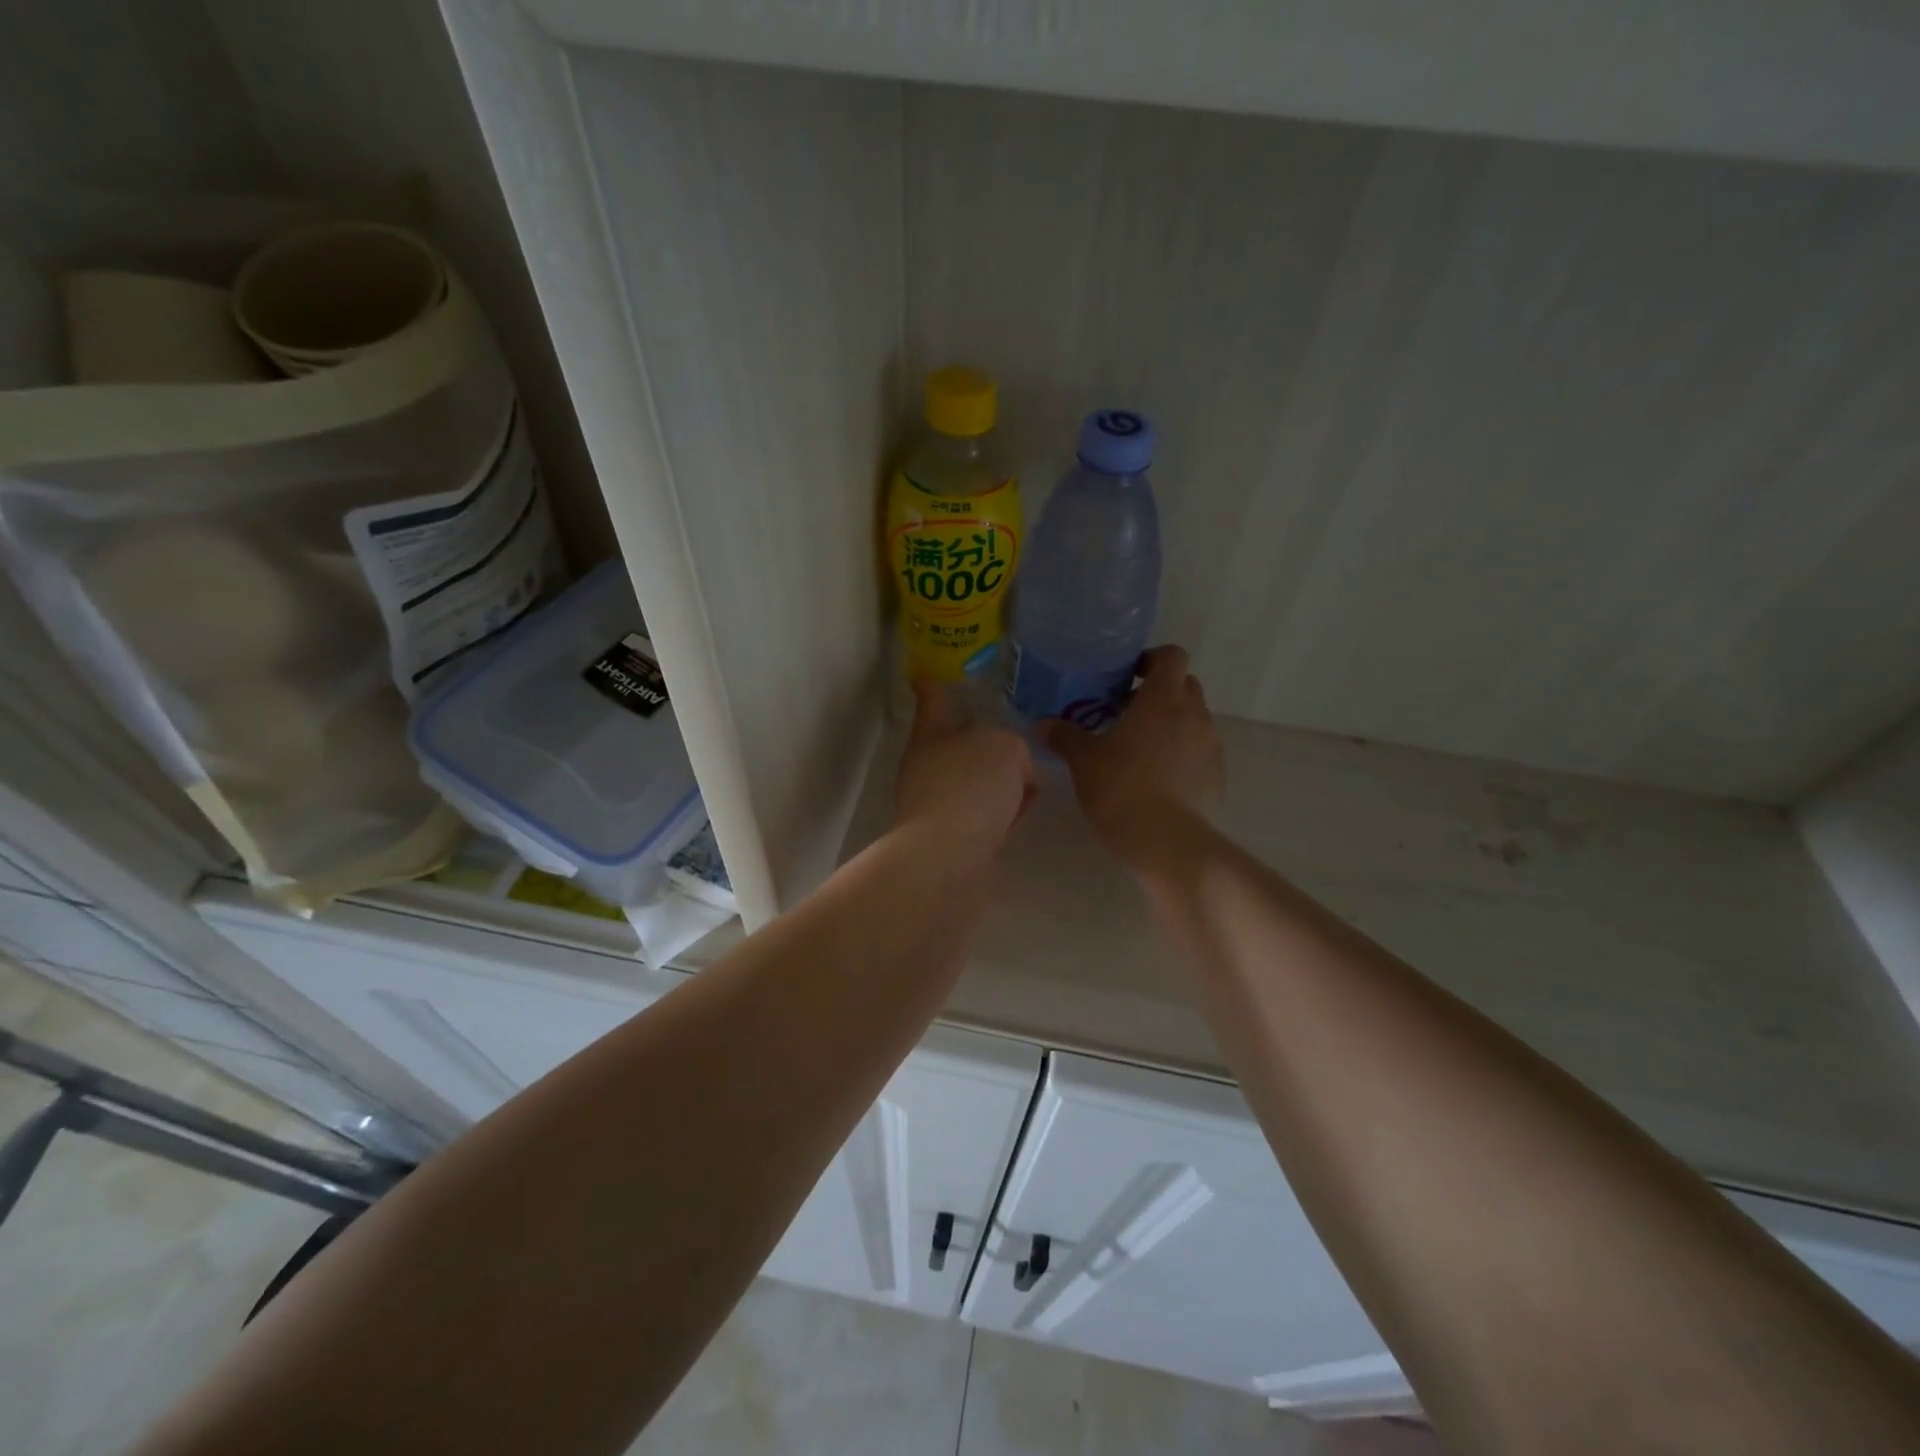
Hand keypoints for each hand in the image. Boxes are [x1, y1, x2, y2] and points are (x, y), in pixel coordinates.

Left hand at [894, 680, 1036, 857]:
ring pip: (973, 783)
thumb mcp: (1004, 747)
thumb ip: (1011, 748)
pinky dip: (1001, 812)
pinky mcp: (953, 837)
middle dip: (984, 745)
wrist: (948, 855)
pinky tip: (1022, 810)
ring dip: (998, 783)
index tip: (924, 675)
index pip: (933, 701)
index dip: (932, 686)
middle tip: (1017, 745)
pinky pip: (983, 815)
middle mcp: (930, 767)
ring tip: (1029, 784)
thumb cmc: (970, 787)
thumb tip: (1012, 774)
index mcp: (932, 735)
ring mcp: (939, 803)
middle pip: (958, 746)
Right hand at [1043, 644, 1223, 868]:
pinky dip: (1181, 754)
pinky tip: (1156, 779)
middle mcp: (1194, 714)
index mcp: (1163, 699)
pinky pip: (1199, 751)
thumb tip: (1042, 724)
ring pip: (1193, 719)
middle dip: (1159, 692)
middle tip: (1125, 712)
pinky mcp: (1217, 776)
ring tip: (1138, 749)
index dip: (1151, 659)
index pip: (1172, 656)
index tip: (1127, 677)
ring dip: (1170, 724)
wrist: (1168, 843)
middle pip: (1184, 685)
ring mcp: (1210, 746)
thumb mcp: (1083, 762)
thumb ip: (1064, 736)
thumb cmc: (1121, 789)